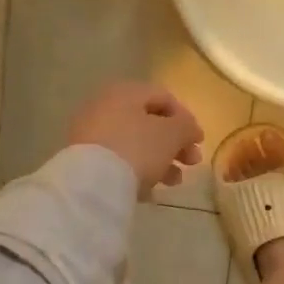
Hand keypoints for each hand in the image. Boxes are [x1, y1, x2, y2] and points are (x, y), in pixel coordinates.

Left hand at [67, 83, 204, 197]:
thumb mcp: (172, 134)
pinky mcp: (84, 159)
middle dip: (175, 143)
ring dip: (160, 160)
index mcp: (126, 92)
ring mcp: (91, 134)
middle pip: (149, 122)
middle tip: (191, 162)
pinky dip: (137, 171)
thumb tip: (190, 129)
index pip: (164, 97)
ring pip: (134, 143)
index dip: (187, 118)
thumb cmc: (138, 148)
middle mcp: (105, 107)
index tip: (199, 141)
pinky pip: (118, 161)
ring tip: (173, 181)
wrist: (93, 183)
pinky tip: (149, 191)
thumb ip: (187, 126)